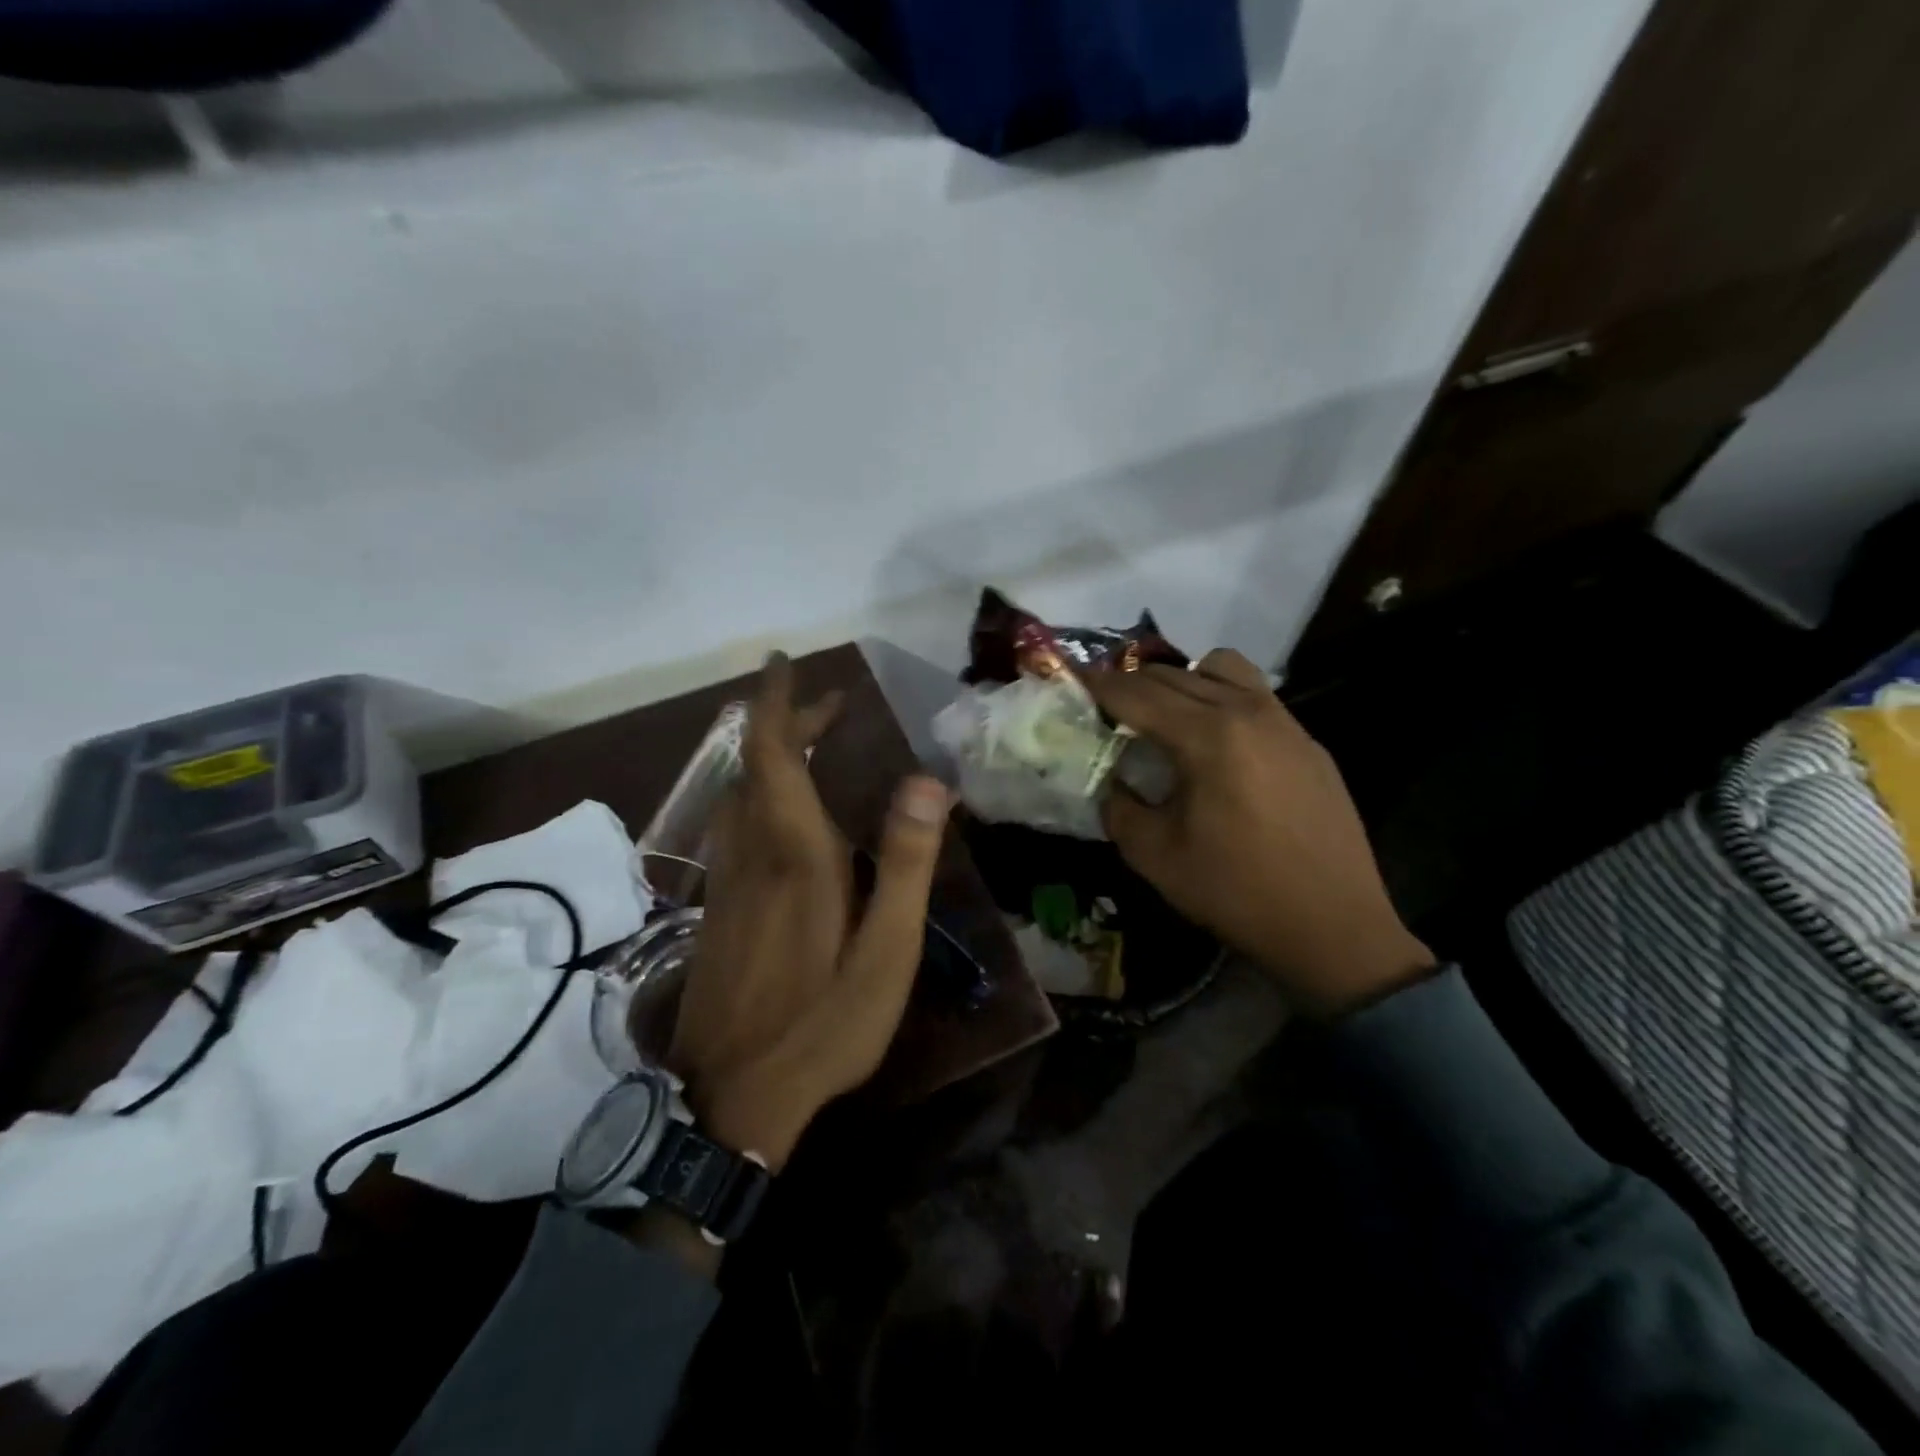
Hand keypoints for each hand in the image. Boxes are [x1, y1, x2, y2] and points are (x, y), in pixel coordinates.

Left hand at [668, 653, 952, 1169]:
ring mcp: (727, 882)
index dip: (777, 702)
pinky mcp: (717, 909)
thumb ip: (906, 863)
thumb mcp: (886, 950)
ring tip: (814, 747)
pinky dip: (760, 795)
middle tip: (831, 705)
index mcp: (794, 854)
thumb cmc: (823, 1023)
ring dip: (773, 759)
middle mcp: (751, 853)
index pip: (774, 754)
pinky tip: (785, 815)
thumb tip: (928, 780)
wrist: (733, 1098)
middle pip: (757, 766)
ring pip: (741, 796)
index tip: (784, 661)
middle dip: (787, 724)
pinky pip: (735, 826)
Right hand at [1086, 649, 1434, 1017]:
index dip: (1097, 686)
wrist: (1334, 927)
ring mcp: (1285, 723)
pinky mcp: (1308, 742)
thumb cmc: (1236, 892)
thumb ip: (1119, 807)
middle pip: (1174, 674)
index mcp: (1208, 737)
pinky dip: (1221, 699)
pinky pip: (1255, 696)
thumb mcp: (1154, 856)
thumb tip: (1113, 781)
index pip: (1137, 694)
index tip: (1071, 682)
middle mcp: (1248, 712)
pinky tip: (1216, 744)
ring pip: (1222, 669)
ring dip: (1182, 680)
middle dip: (1132, 683)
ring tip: (1166, 716)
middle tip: (1106, 707)